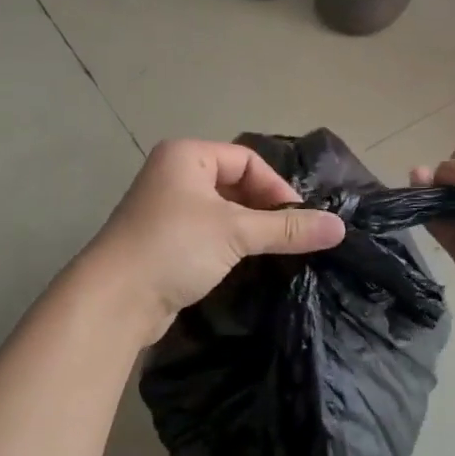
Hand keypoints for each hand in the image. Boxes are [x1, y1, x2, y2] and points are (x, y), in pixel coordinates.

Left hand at [79, 139, 345, 345]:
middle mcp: (174, 175)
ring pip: (222, 212)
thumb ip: (287, 228)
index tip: (298, 220)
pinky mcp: (165, 243)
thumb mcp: (236, 232)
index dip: (276, 187)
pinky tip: (245, 266)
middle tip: (290, 238)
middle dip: (264, 210)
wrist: (115, 300)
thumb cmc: (174, 247)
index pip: (247, 161)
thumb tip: (339, 227)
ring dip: (249, 230)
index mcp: (187, 155)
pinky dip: (229, 246)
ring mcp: (166, 210)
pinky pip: (207, 234)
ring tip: (273, 253)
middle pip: (235, 184)